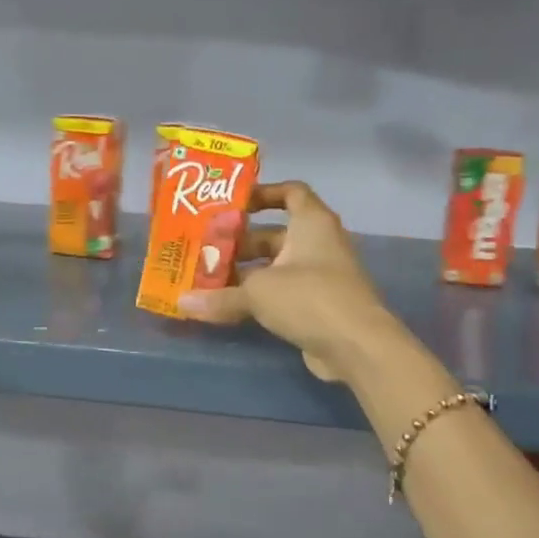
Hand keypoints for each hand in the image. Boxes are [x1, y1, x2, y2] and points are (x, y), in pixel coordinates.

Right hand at [177, 181, 391, 380]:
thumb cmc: (309, 297)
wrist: (357, 345)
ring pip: (276, 267)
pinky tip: (228, 306)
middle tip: (204, 251)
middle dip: (240, 243)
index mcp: (311, 223)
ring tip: (207, 280)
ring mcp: (321, 276)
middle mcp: (318, 243)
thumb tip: (181, 303)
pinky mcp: (318, 305)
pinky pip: (282, 293)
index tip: (232, 205)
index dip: (263, 194)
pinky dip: (259, 297)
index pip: (291, 192)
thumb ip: (219, 296)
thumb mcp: (258, 292)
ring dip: (246, 273)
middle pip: (275, 234)